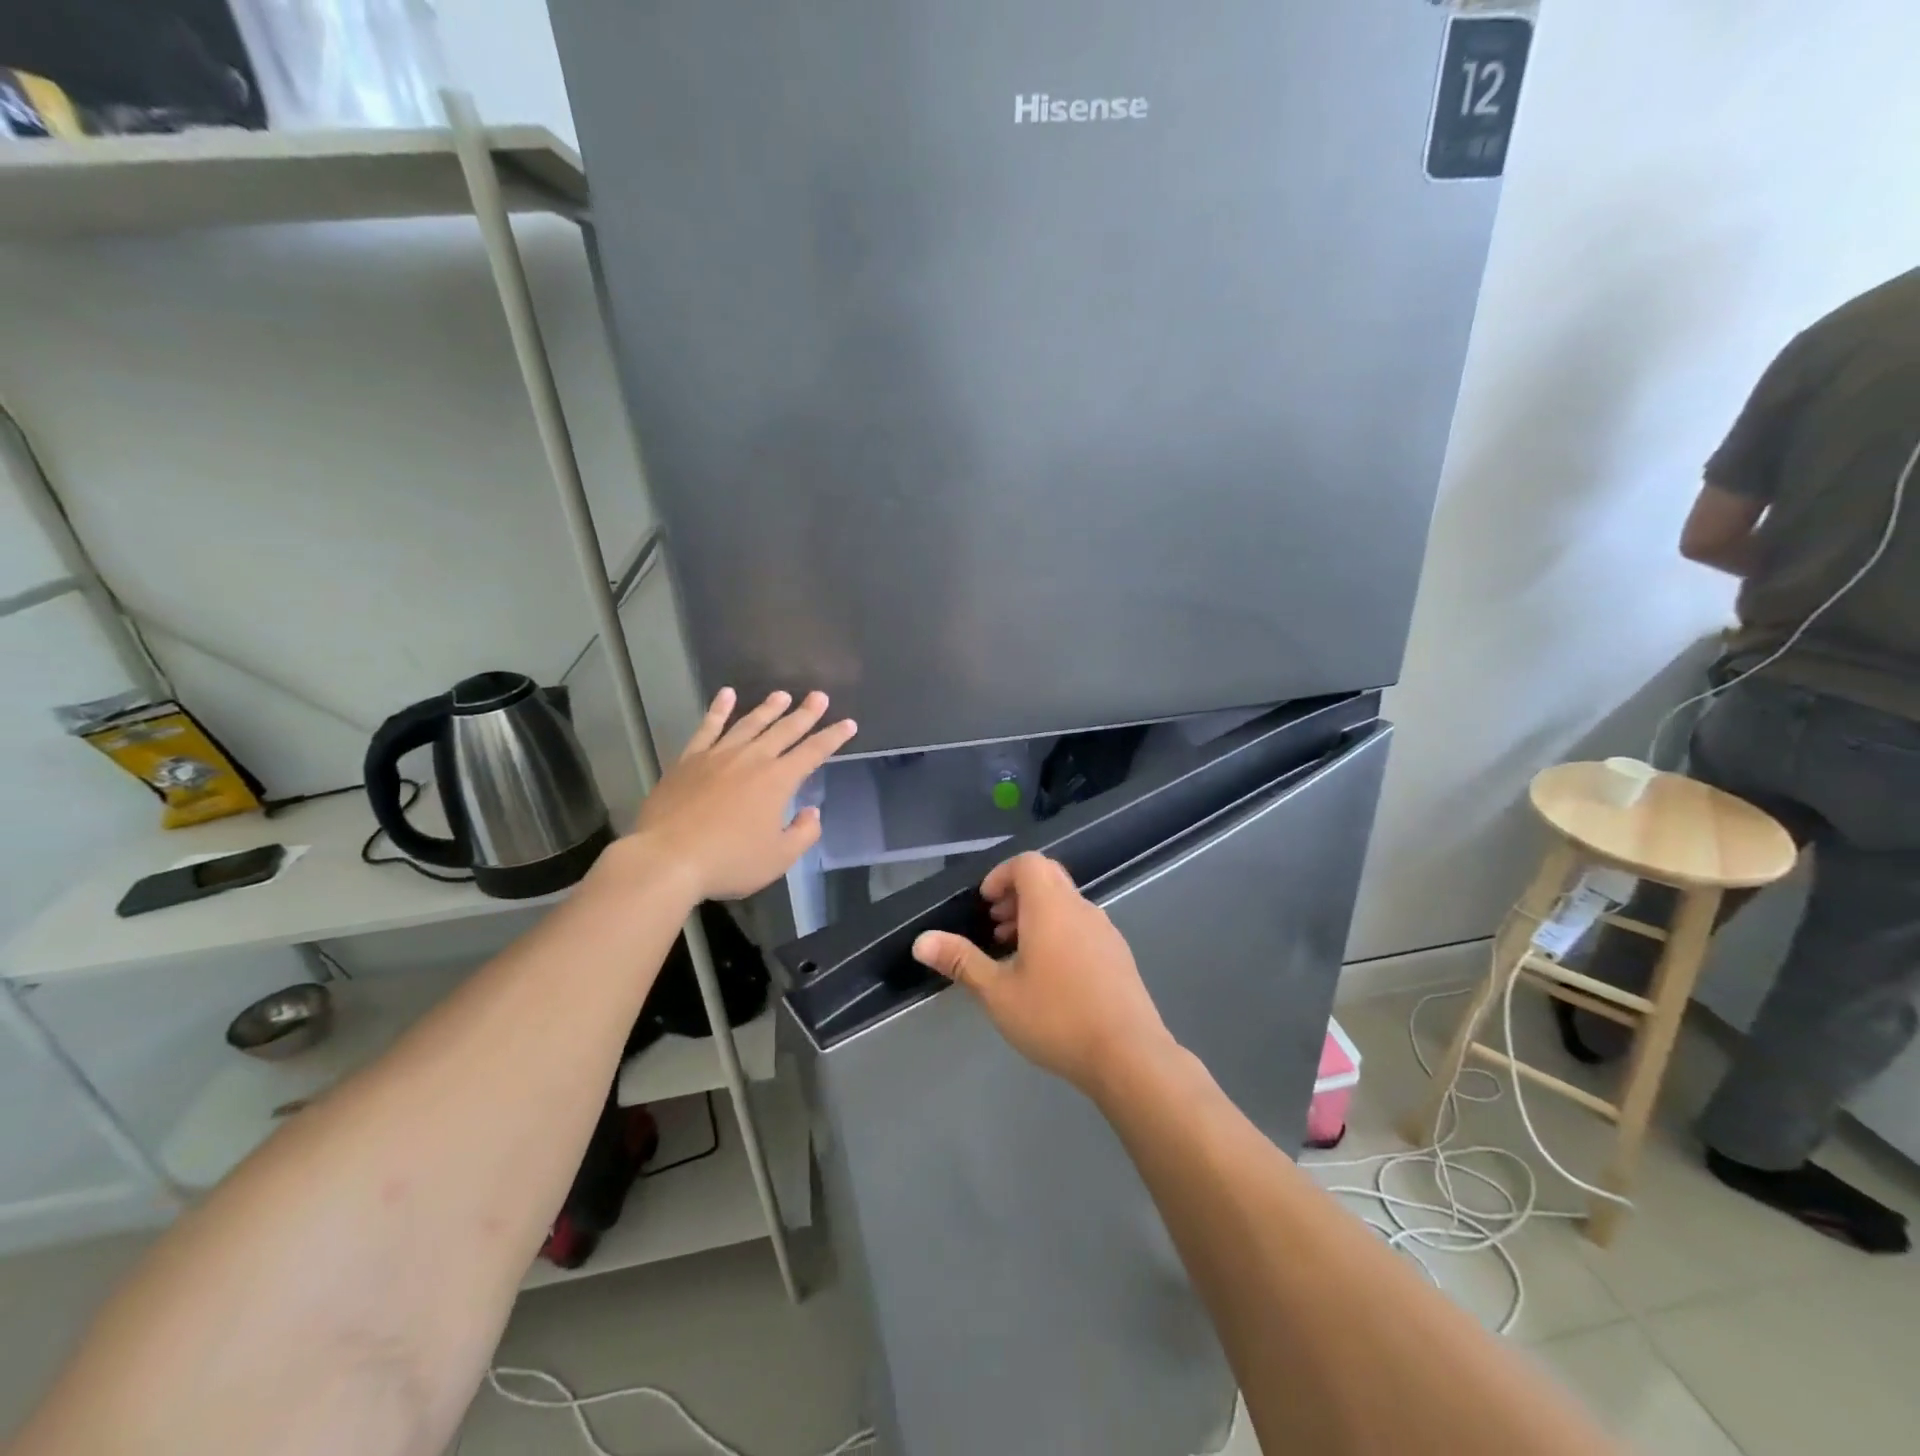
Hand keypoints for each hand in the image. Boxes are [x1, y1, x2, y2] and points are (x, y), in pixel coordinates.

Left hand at [631, 689, 855, 900]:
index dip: (833, 737)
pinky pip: (707, 728)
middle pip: (784, 730)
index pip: (813, 752)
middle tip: (819, 695)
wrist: (667, 858)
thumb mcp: (779, 858)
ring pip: (749, 724)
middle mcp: (751, 759)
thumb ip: (803, 833)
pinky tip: (726, 695)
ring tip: (782, 695)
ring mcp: (718, 756)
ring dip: (768, 708)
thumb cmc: (729, 861)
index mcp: (778, 781)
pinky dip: (718, 710)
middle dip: (805, 713)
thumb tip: (811, 812)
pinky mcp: (689, 760)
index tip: (848, 723)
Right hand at [911, 853, 1175, 1096]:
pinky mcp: (1119, 954)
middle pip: (1048, 877)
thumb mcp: (998, 993)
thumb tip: (922, 941)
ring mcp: (1105, 930)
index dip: (1002, 875)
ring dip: (1038, 915)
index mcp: (1051, 907)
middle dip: (1017, 894)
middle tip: (996, 927)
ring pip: (1066, 903)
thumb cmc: (1056, 1017)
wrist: (1129, 1055)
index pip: (1028, 862)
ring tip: (1017, 954)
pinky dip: (1060, 932)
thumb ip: (961, 962)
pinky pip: (1083, 925)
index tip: (985, 905)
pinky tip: (1051, 977)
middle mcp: (1080, 908)